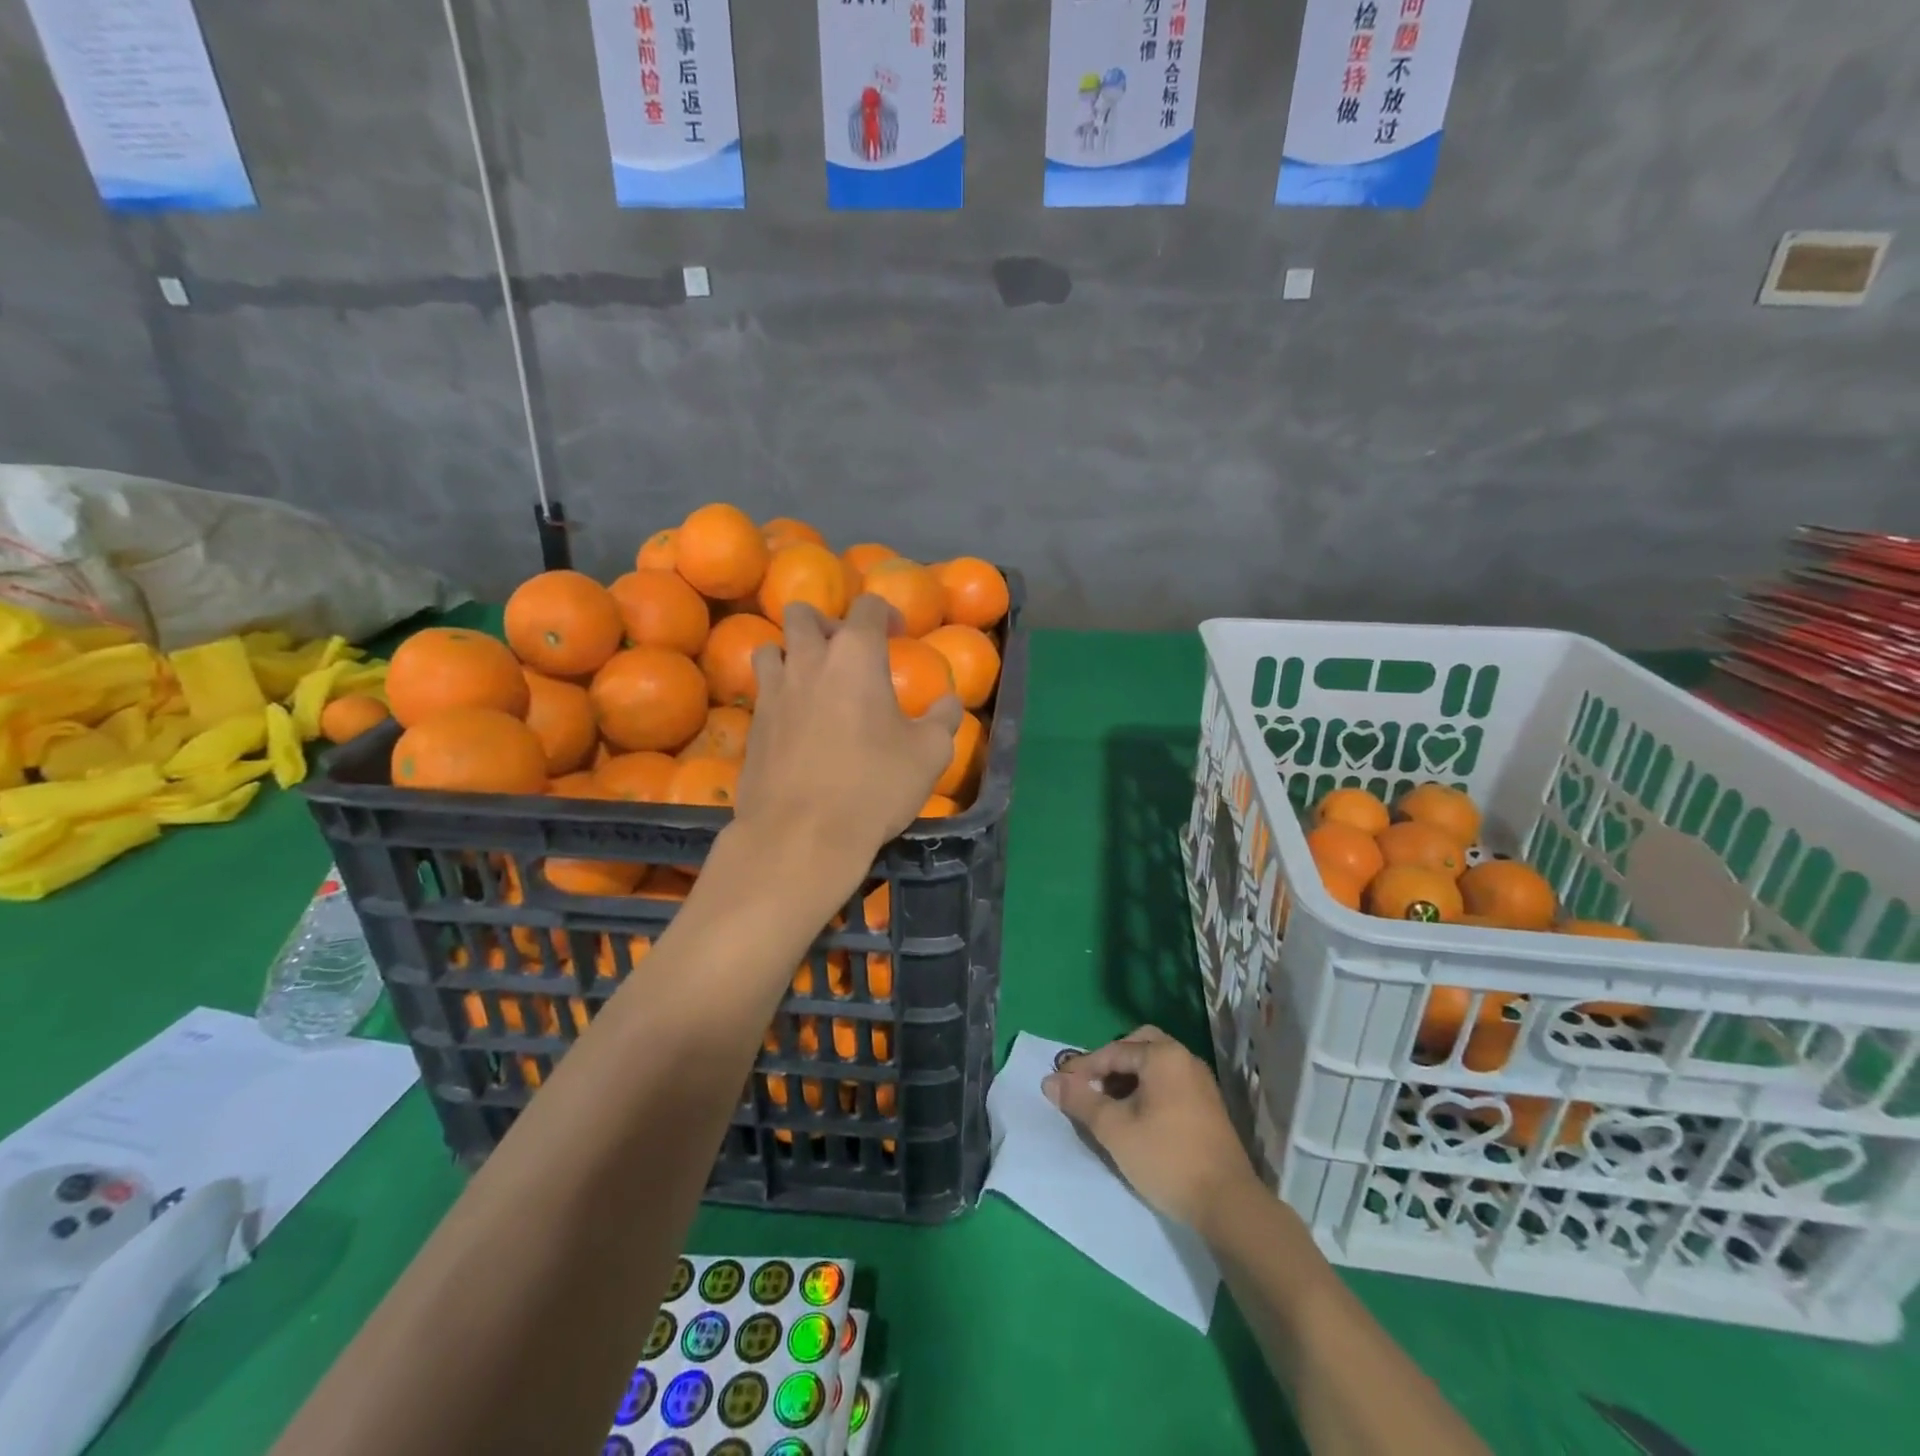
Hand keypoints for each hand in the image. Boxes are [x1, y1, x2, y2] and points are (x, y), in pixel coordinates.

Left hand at [733, 596, 960, 876]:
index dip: (885, 612)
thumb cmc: (874, 785)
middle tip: (846, 652)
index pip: (866, 606)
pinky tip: (796, 721)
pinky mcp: (752, 725)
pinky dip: (777, 692)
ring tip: (812, 679)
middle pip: (804, 614)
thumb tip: (949, 702)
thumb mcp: (930, 753)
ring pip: (770, 647)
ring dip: (791, 652)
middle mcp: (808, 661)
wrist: (802, 834)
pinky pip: (762, 691)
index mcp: (855, 655)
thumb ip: (943, 718)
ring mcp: (773, 692)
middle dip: (826, 623)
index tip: (898, 633)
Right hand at [1044, 1026, 1260, 1236]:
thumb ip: (1080, 1101)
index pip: (1113, 1051)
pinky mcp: (1208, 1104)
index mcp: (1163, 1055)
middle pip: (1138, 1044)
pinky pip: (1170, 1080)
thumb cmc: (1166, 1158)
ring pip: (1156, 1063)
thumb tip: (1050, 1081)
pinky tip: (1136, 1116)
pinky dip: (1148, 1087)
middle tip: (1092, 1085)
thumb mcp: (1114, 1129)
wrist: (1228, 1203)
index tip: (1060, 1084)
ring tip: (1109, 1104)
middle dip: (1111, 1061)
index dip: (1083, 1067)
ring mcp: (1200, 1081)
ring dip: (1129, 1075)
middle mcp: (1184, 1058)